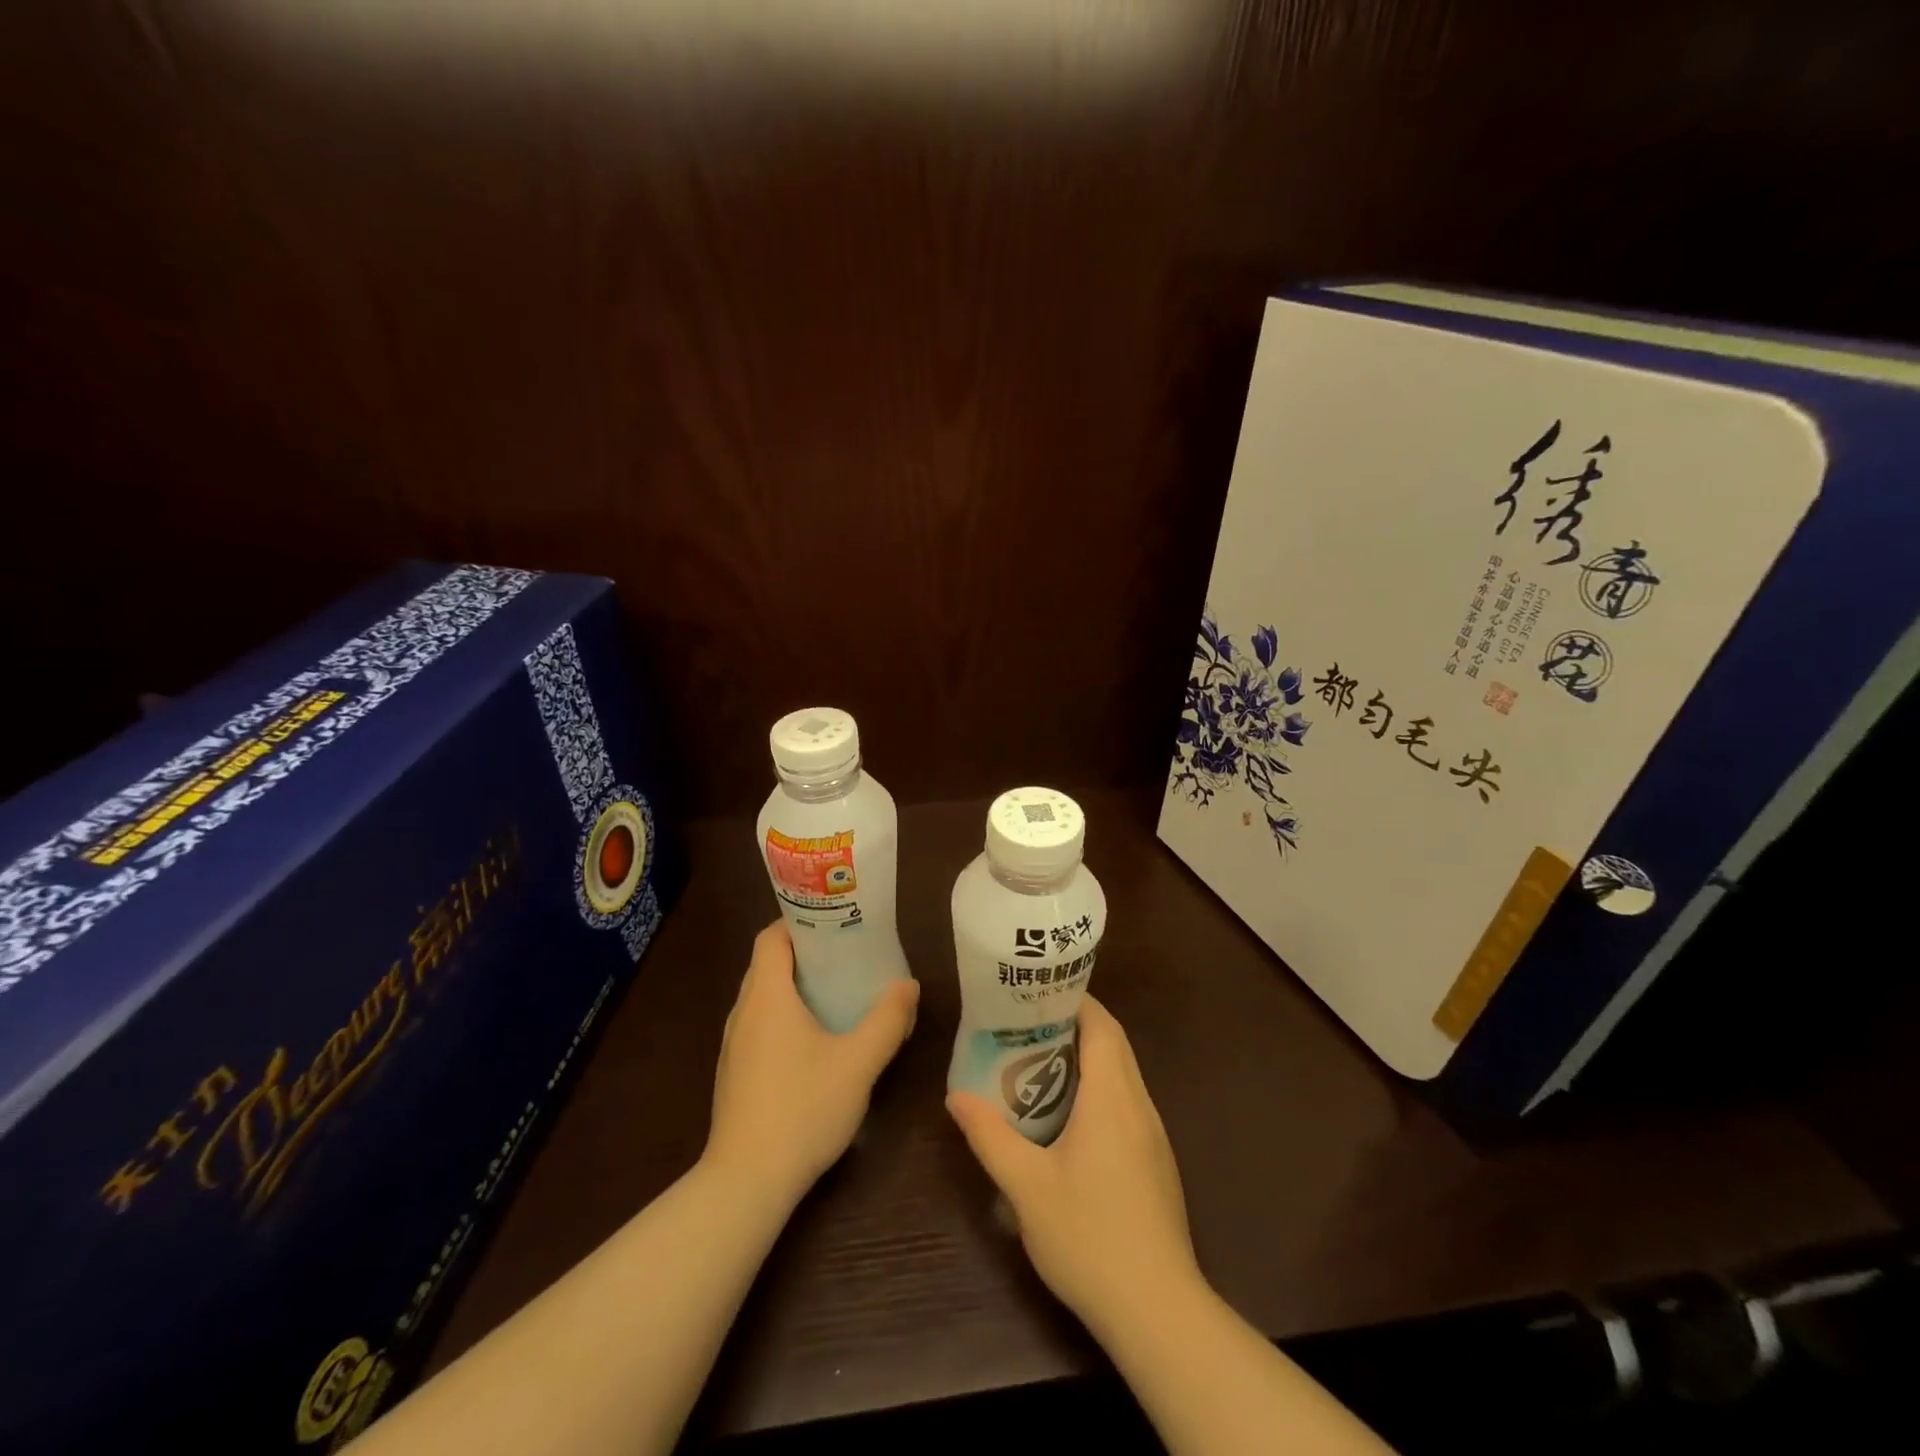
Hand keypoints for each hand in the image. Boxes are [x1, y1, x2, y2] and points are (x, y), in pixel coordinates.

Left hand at [705, 922, 919, 1205]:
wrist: (746, 1182)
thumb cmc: (803, 1109)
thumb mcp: (858, 1063)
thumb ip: (887, 1020)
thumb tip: (909, 986)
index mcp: (766, 996)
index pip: (771, 937)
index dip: (799, 921)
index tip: (835, 922)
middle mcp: (742, 1012)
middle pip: (768, 964)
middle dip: (806, 953)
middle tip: (849, 954)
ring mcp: (733, 1045)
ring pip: (763, 997)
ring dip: (796, 987)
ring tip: (838, 991)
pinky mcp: (734, 1073)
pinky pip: (760, 1025)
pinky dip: (785, 1016)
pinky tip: (816, 1040)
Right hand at [946, 996, 1201, 1335]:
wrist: (1158, 1311)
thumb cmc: (1089, 1237)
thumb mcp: (1026, 1186)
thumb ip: (990, 1136)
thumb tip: (956, 1097)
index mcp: (1112, 1097)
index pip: (1102, 1026)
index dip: (1074, 1000)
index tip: (1037, 993)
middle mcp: (1139, 1105)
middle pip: (1114, 1044)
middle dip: (1076, 1024)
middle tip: (1027, 1024)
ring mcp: (1153, 1135)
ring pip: (1123, 1074)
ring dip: (1088, 1058)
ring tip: (1039, 1061)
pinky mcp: (1156, 1162)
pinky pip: (1127, 1103)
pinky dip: (1100, 1089)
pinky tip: (1069, 1116)